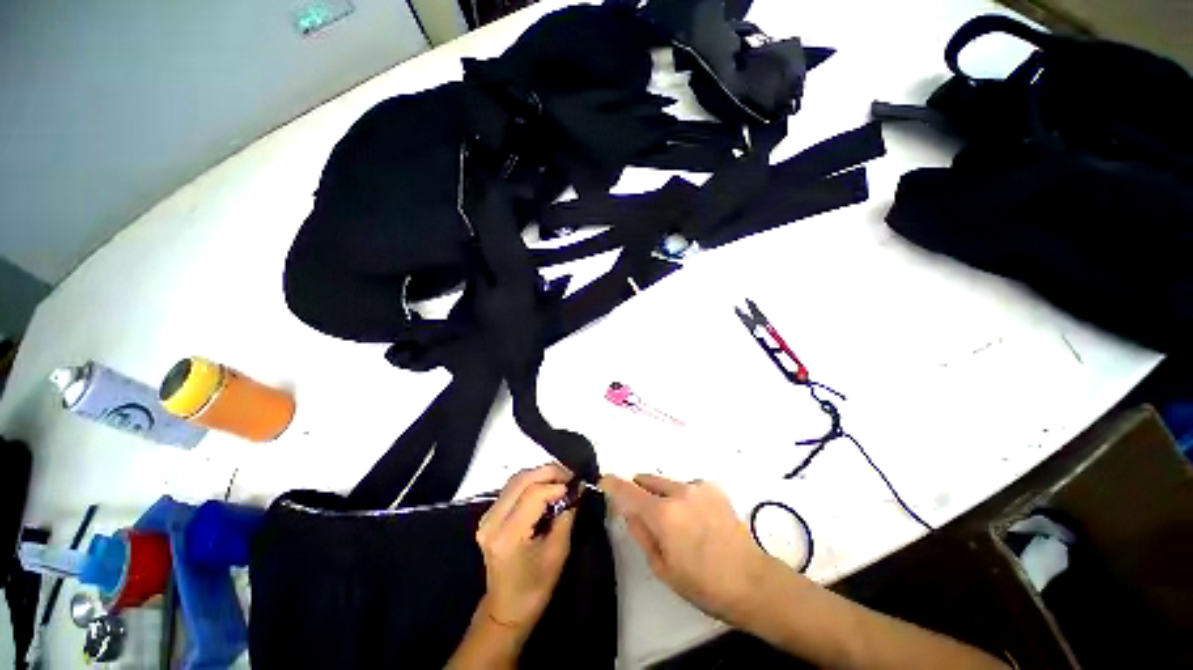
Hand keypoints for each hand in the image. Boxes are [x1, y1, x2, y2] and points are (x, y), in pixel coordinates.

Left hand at [475, 464, 575, 637]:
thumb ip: (566, 517)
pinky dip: (530, 481)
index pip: (533, 494)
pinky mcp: (488, 516)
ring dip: (539, 474)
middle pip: (521, 480)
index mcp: (508, 535)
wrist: (506, 609)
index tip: (575, 485)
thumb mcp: (558, 553)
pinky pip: (511, 488)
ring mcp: (486, 517)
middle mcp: (492, 521)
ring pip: (515, 480)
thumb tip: (577, 489)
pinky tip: (545, 486)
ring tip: (560, 478)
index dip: (556, 485)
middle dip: (548, 472)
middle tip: (569, 475)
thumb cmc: (535, 587)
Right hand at [601, 474, 777, 625]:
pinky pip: (687, 486)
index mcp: (663, 514)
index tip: (604, 480)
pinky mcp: (713, 487)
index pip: (628, 491)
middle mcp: (678, 491)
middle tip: (645, 514)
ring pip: (667, 483)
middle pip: (647, 480)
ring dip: (663, 495)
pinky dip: (683, 497)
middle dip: (639, 491)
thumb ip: (641, 533)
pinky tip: (697, 518)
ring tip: (677, 522)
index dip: (612, 484)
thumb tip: (630, 512)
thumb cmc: (703, 584)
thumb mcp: (663, 567)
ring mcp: (698, 486)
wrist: (752, 581)